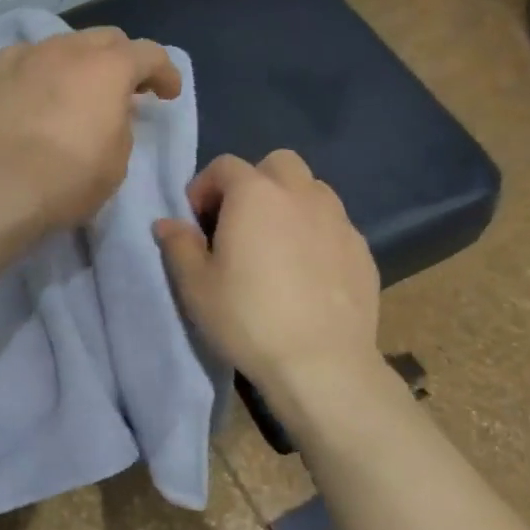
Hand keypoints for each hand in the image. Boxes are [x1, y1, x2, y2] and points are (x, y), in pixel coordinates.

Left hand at [0, 27, 181, 238]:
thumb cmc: (66, 180)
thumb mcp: (117, 161)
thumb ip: (122, 125)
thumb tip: (111, 111)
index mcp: (109, 68)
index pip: (149, 54)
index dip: (165, 73)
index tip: (167, 94)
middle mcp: (69, 49)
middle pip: (106, 39)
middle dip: (123, 60)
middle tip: (126, 89)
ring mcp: (27, 56)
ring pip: (64, 44)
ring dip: (80, 62)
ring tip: (78, 90)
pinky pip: (26, 58)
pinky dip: (40, 69)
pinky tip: (36, 91)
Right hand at [153, 151, 380, 424]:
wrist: (322, 365)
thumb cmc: (248, 319)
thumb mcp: (196, 286)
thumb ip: (178, 245)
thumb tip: (167, 223)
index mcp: (255, 194)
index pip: (224, 166)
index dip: (204, 188)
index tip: (197, 224)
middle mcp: (300, 194)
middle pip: (277, 164)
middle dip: (255, 183)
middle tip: (240, 224)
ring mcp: (338, 220)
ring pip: (312, 190)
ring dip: (290, 204)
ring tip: (277, 246)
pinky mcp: (362, 250)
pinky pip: (334, 225)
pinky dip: (317, 234)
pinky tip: (308, 274)